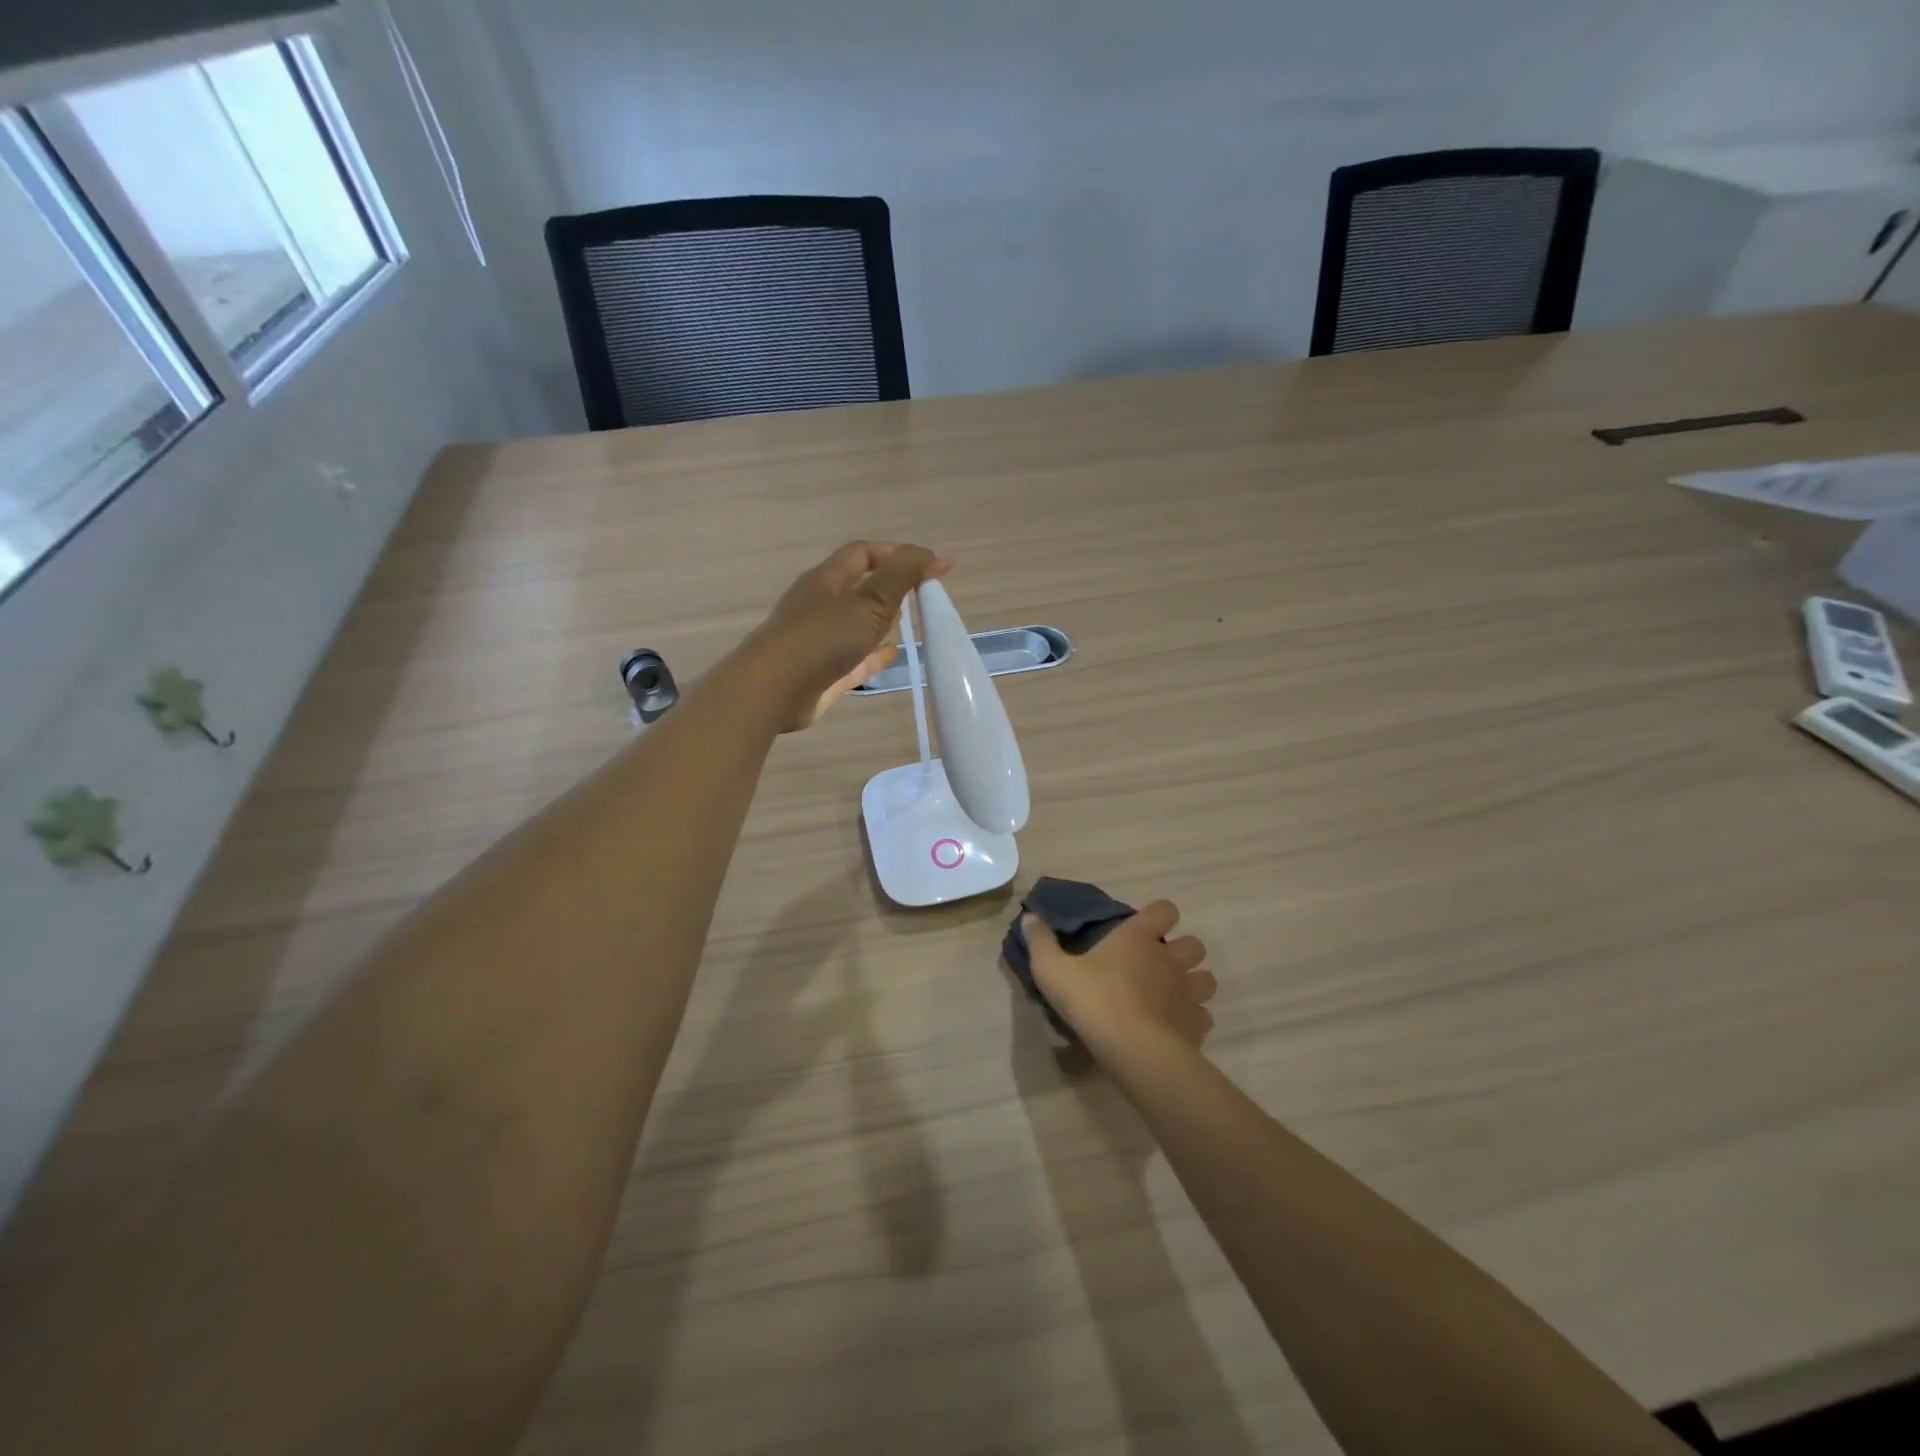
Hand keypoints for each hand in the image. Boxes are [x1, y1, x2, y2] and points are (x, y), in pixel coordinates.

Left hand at [752, 540, 949, 730]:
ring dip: (881, 619)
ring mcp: (818, 639)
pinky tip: (891, 656)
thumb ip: (902, 576)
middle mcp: (819, 604)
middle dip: (889, 586)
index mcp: (827, 579)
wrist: (773, 691)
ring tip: (910, 621)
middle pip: (858, 586)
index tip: (932, 566)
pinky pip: (853, 656)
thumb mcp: (869, 602)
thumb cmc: (822, 638)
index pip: (864, 553)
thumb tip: (937, 554)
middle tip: (922, 594)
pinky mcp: (821, 671)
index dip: (898, 554)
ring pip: (855, 622)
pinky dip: (873, 653)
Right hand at [1025, 901, 1216, 1051]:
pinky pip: (1204, 1016)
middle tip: (1157, 966)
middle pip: (1194, 944)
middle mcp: (1170, 959)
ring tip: (1171, 996)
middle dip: (1182, 951)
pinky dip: (1193, 1019)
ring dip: (1193, 984)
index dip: (1159, 915)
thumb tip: (1030, 916)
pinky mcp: (1197, 1025)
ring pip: (1207, 979)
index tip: (1144, 928)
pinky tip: (1174, 1028)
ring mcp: (1188, 992)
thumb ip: (1040, 942)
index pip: (1165, 909)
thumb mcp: (1053, 970)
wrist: (1134, 1050)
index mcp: (1139, 938)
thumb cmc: (1093, 1000)